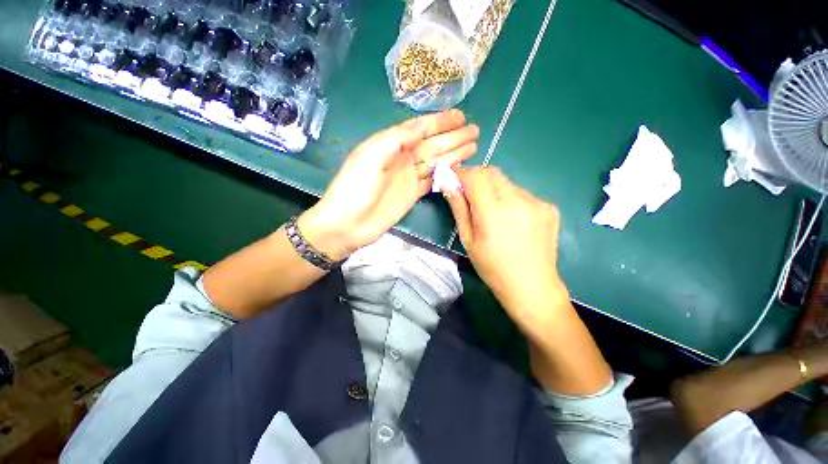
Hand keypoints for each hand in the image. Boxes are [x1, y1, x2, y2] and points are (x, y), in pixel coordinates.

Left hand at [299, 110, 478, 260]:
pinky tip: (459, 168)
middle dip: (453, 136)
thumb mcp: (371, 156)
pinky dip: (446, 174)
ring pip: (436, 162)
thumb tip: (422, 125)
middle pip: (433, 144)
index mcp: (391, 145)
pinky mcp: (413, 194)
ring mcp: (409, 177)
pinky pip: (433, 181)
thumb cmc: (355, 187)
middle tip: (475, 130)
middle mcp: (403, 158)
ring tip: (473, 146)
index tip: (460, 117)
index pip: (420, 129)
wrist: (348, 223)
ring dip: (454, 154)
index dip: (440, 122)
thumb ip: (397, 138)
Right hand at [445, 167, 568, 334]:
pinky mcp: (549, 207)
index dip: (461, 173)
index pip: (476, 176)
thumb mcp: (468, 240)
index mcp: (494, 211)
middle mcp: (518, 200)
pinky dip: (510, 199)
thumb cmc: (493, 268)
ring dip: (494, 189)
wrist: (532, 287)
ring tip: (491, 211)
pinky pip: (522, 194)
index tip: (453, 177)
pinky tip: (511, 219)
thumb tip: (447, 185)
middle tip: (468, 192)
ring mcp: (538, 202)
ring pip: (507, 183)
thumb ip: (459, 208)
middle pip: (492, 173)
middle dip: (476, 178)